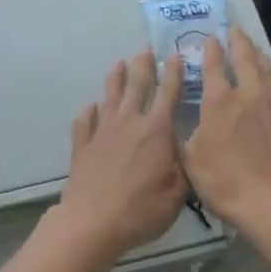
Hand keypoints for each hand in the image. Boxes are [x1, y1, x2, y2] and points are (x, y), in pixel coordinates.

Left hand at [54, 51, 187, 264]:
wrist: (93, 221)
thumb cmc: (141, 209)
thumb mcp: (177, 193)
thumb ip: (184, 166)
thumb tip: (187, 147)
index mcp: (155, 130)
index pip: (167, 94)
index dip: (172, 73)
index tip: (174, 55)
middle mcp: (129, 122)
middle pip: (136, 86)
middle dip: (142, 66)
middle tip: (144, 50)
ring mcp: (102, 131)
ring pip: (110, 96)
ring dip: (115, 78)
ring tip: (118, 63)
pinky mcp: (83, 144)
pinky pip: (85, 121)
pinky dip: (89, 112)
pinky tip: (91, 107)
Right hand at [183, 31, 270, 235]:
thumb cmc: (226, 182)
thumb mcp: (191, 159)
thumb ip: (187, 132)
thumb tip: (182, 117)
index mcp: (219, 100)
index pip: (213, 65)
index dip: (210, 49)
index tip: (210, 38)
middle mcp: (248, 92)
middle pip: (244, 57)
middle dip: (237, 41)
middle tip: (234, 30)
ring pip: (266, 68)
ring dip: (256, 54)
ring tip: (251, 48)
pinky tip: (270, 82)